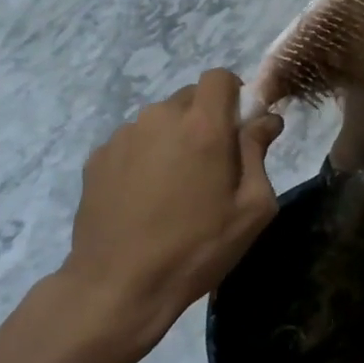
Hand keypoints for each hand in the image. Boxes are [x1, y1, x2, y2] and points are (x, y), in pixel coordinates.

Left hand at [60, 70, 282, 356]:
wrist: (118, 286)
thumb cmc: (197, 248)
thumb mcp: (251, 209)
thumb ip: (259, 153)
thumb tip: (266, 120)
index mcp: (203, 126)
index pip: (219, 77)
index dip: (233, 95)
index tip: (238, 128)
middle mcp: (159, 117)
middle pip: (189, 98)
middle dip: (205, 121)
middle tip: (210, 167)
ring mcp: (123, 136)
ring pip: (159, 121)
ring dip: (173, 140)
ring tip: (173, 189)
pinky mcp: (97, 158)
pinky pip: (132, 143)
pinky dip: (144, 158)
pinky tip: (143, 200)